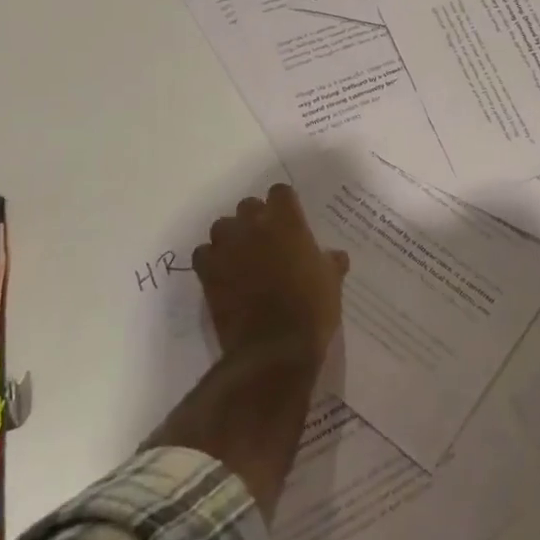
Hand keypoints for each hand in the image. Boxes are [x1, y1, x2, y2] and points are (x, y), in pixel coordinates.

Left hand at [191, 183, 348, 362]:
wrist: (274, 347)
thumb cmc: (311, 308)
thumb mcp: (332, 281)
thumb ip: (330, 262)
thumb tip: (335, 256)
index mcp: (287, 221)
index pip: (280, 192)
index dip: (284, 204)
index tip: (290, 218)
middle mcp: (254, 226)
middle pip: (247, 206)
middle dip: (255, 219)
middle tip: (266, 240)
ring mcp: (227, 248)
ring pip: (222, 227)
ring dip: (231, 237)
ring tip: (241, 256)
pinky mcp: (207, 272)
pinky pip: (203, 253)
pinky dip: (211, 260)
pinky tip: (223, 274)